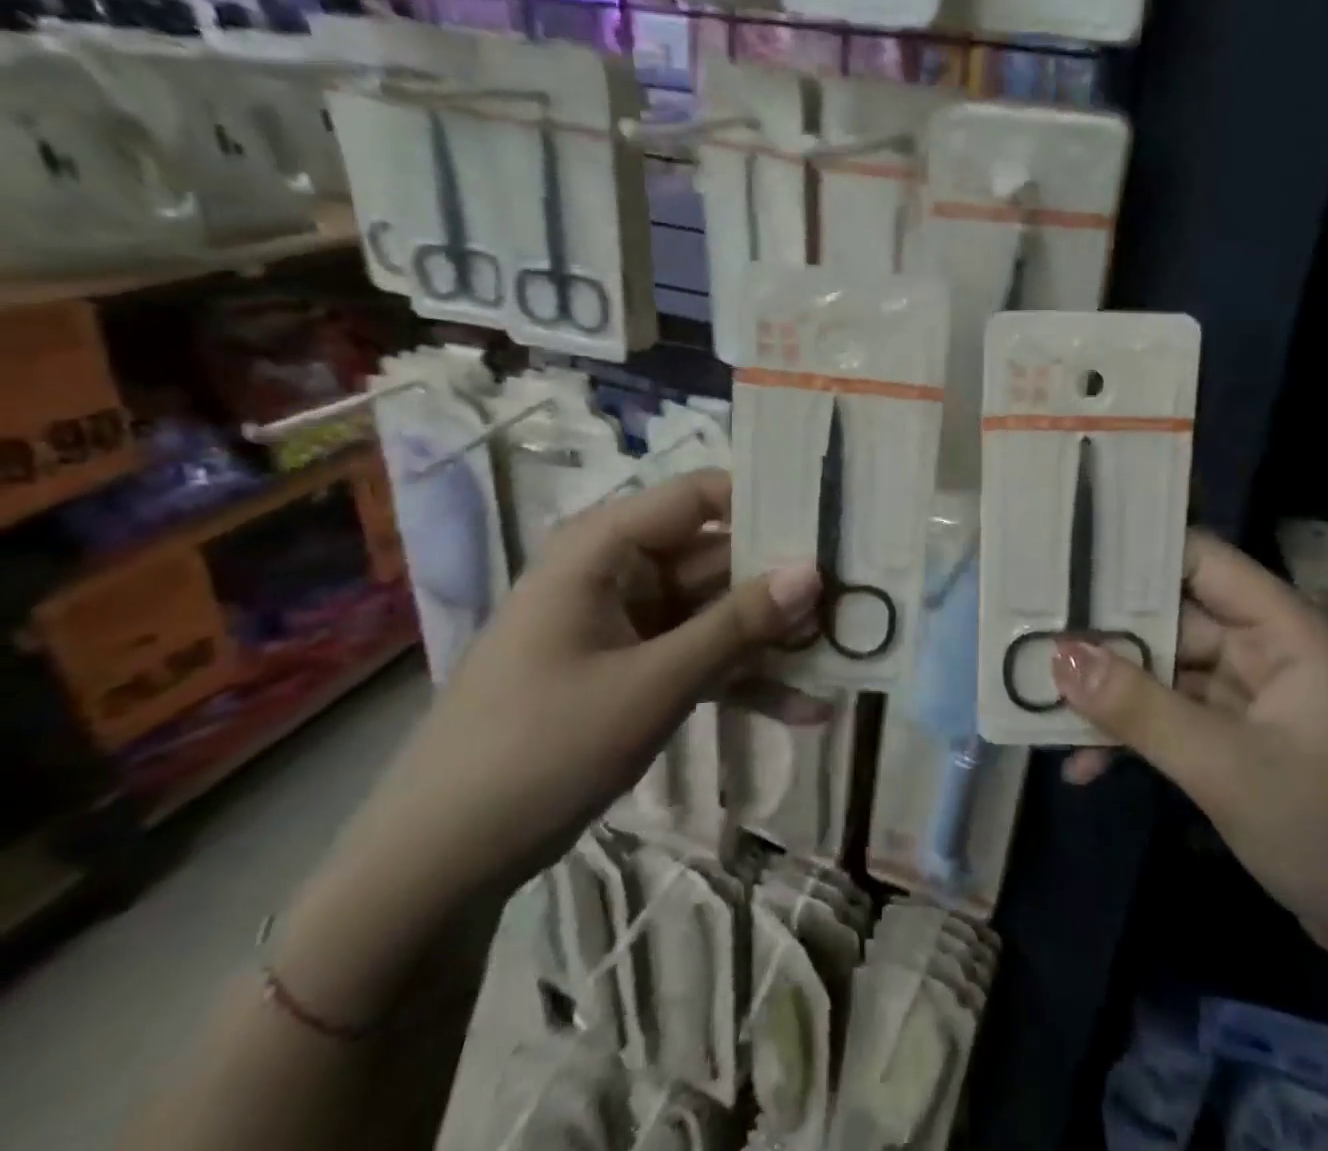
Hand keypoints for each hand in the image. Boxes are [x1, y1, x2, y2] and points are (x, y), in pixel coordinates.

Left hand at [272, 470, 819, 1023]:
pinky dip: (743, 678)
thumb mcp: (652, 684)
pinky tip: (806, 708)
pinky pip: (700, 657)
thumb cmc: (538, 749)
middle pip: (718, 557)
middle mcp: (619, 572)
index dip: (767, 503)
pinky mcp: (632, 670)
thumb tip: (814, 570)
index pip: (701, 496)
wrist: (438, 864)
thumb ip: (737, 624)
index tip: (833, 525)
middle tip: (858, 600)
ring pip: (717, 612)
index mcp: (605, 548)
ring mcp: (627, 623)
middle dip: (783, 585)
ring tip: (844, 656)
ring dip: (772, 639)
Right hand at [1054, 532, 1327, 983]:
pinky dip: (1135, 738)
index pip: (1199, 558)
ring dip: (1111, 692)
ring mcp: (1249, 700)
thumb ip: (1140, 708)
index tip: (1064, 555)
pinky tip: (1083, 766)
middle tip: (1028, 631)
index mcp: (1279, 628)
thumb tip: (1058, 655)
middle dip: (1105, 632)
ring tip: (1039, 698)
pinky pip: (1173, 722)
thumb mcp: (1227, 766)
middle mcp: (1262, 650)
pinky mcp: (1238, 745)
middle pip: (1170, 619)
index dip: (1135, 550)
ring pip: (1165, 675)